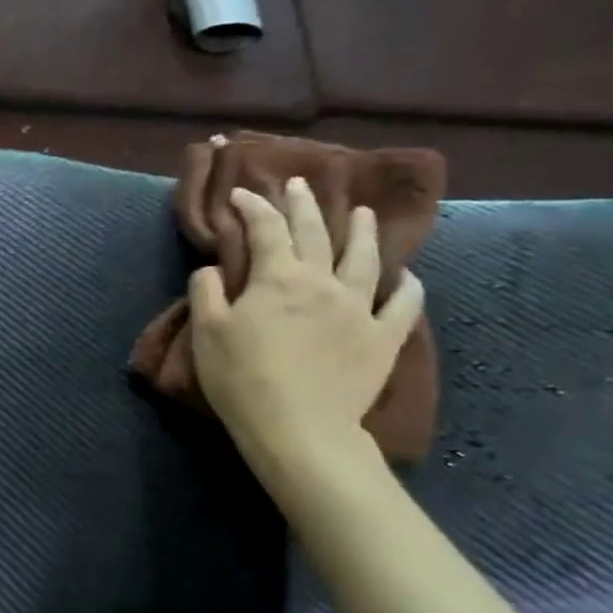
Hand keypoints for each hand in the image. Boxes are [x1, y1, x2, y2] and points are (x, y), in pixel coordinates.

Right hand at [190, 177, 424, 470]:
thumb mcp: (207, 332)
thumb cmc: (241, 378)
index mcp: (277, 278)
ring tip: (362, 212)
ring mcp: (359, 307)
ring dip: (362, 231)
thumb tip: (213, 268)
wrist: (297, 426)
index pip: (264, 229)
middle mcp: (322, 281)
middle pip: (315, 233)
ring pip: (365, 258)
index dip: (251, 206)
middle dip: (304, 205)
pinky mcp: (383, 337)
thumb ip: (207, 292)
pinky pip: (403, 303)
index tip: (240, 194)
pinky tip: (405, 276)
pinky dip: (406, 285)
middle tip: (300, 185)